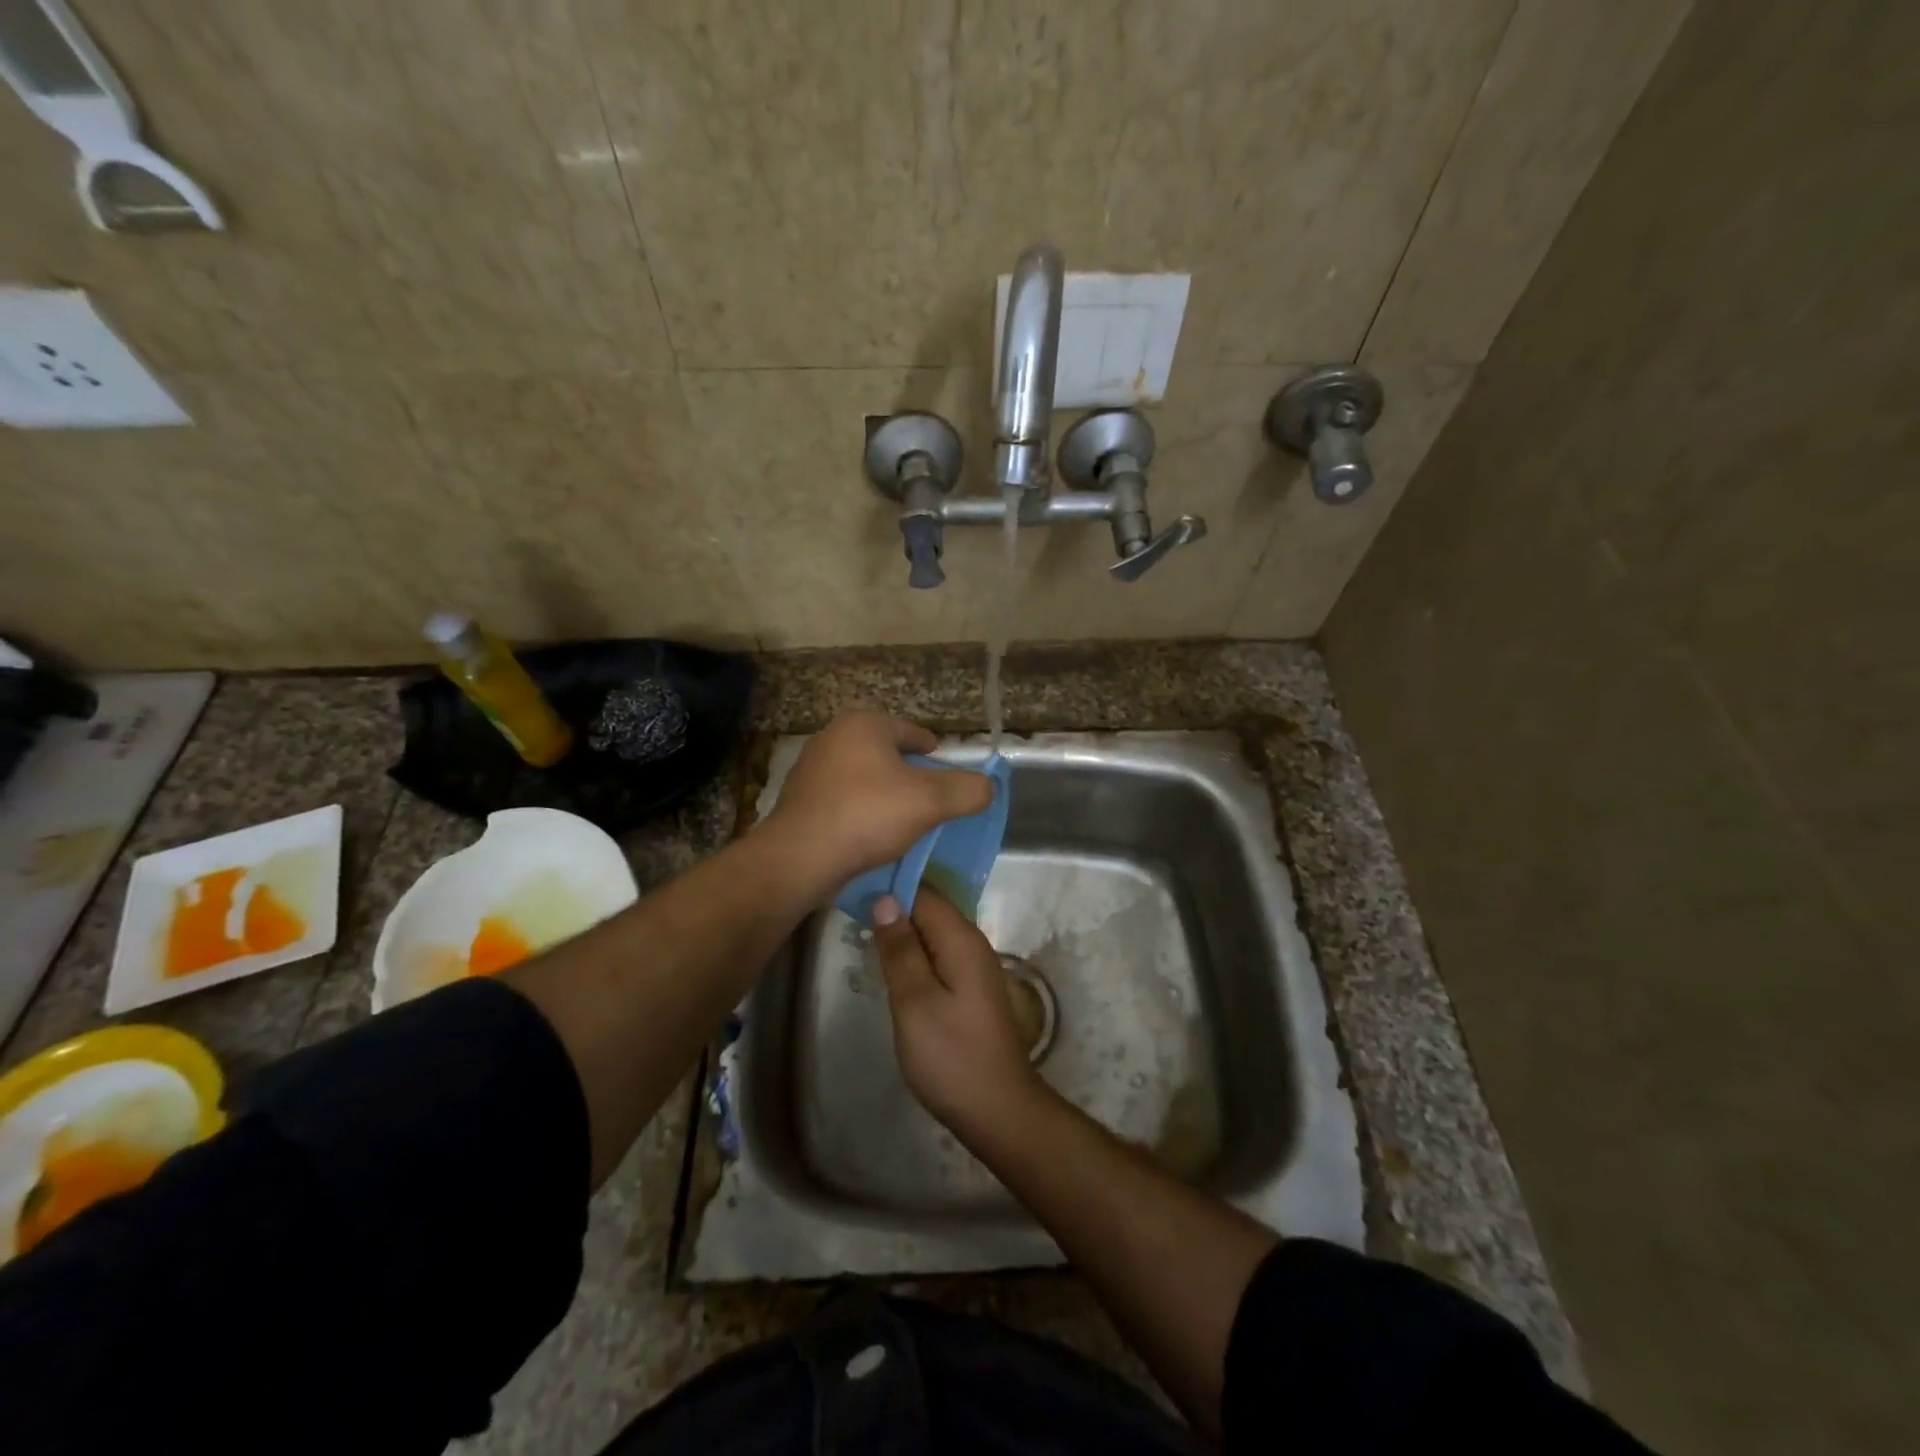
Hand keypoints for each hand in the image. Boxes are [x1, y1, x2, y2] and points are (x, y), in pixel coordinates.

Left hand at [764, 713, 993, 889]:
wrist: (800, 857)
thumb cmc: (868, 815)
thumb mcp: (931, 801)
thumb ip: (967, 790)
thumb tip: (987, 787)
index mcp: (863, 725)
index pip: (910, 731)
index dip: (933, 750)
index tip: (945, 769)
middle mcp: (832, 737)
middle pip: (885, 753)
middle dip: (908, 773)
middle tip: (929, 799)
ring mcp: (810, 769)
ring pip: (862, 777)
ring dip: (882, 794)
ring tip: (902, 820)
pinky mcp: (798, 801)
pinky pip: (841, 801)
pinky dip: (859, 812)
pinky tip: (870, 835)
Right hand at [872, 888, 1049, 1140]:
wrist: (998, 1110)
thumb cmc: (952, 1056)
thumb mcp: (915, 1002)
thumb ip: (900, 949)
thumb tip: (885, 899)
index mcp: (961, 939)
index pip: (923, 892)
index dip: (890, 887)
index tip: (853, 887)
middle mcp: (972, 943)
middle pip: (929, 909)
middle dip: (893, 907)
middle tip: (850, 913)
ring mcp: (973, 966)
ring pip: (931, 933)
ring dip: (901, 932)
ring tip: (862, 934)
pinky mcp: (969, 988)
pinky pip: (937, 955)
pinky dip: (913, 953)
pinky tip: (891, 964)